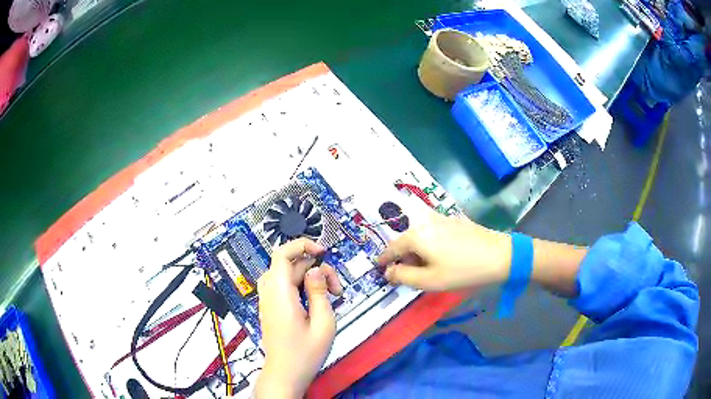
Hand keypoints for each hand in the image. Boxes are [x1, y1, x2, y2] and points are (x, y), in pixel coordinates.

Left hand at [255, 238, 341, 398]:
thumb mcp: (323, 323)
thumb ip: (320, 292)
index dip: (302, 245)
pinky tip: (316, 302)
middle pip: (290, 265)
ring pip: (288, 275)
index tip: (322, 252)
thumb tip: (316, 269)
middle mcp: (269, 293)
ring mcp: (268, 300)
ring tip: (328, 296)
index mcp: (280, 293)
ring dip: (309, 279)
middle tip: (336, 290)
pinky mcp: (271, 307)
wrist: (285, 373)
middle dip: (315, 270)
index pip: (282, 254)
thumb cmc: (305, 353)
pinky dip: (302, 287)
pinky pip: (285, 287)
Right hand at [377, 212, 511, 290]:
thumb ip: (404, 276)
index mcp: (416, 235)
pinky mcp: (455, 220)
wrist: (501, 255)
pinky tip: (442, 257)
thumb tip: (388, 271)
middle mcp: (425, 221)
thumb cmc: (463, 271)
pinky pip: (433, 232)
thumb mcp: (430, 281)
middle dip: (404, 258)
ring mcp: (442, 218)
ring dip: (418, 252)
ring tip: (427, 269)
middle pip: (406, 240)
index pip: (392, 248)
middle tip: (409, 275)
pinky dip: (430, 244)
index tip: (378, 268)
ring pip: (420, 235)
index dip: (384, 260)